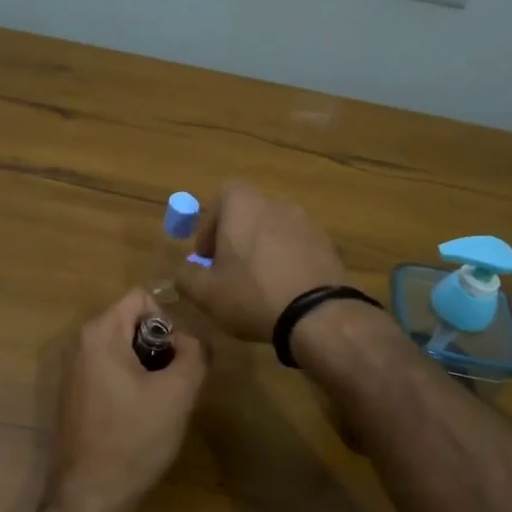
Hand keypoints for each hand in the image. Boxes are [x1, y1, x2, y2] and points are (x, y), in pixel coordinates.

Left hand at [46, 288, 206, 511]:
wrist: (91, 495)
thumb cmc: (134, 438)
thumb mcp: (178, 392)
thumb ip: (195, 353)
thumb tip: (193, 341)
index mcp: (100, 333)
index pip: (142, 298)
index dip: (169, 322)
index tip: (177, 360)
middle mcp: (81, 344)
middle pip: (134, 322)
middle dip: (161, 347)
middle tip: (175, 385)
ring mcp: (75, 371)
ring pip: (126, 349)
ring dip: (150, 368)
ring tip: (161, 404)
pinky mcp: (77, 395)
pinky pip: (113, 371)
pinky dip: (133, 384)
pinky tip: (142, 417)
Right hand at [175, 182, 348, 342]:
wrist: (317, 314)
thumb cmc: (252, 294)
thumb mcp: (205, 293)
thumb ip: (186, 276)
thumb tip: (185, 270)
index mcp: (244, 205)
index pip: (223, 196)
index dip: (210, 224)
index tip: (207, 255)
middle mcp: (277, 204)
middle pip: (249, 214)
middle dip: (235, 239)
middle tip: (228, 271)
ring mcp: (306, 222)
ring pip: (274, 231)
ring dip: (262, 250)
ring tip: (258, 285)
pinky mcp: (327, 244)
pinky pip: (297, 247)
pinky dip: (286, 261)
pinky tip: (283, 290)